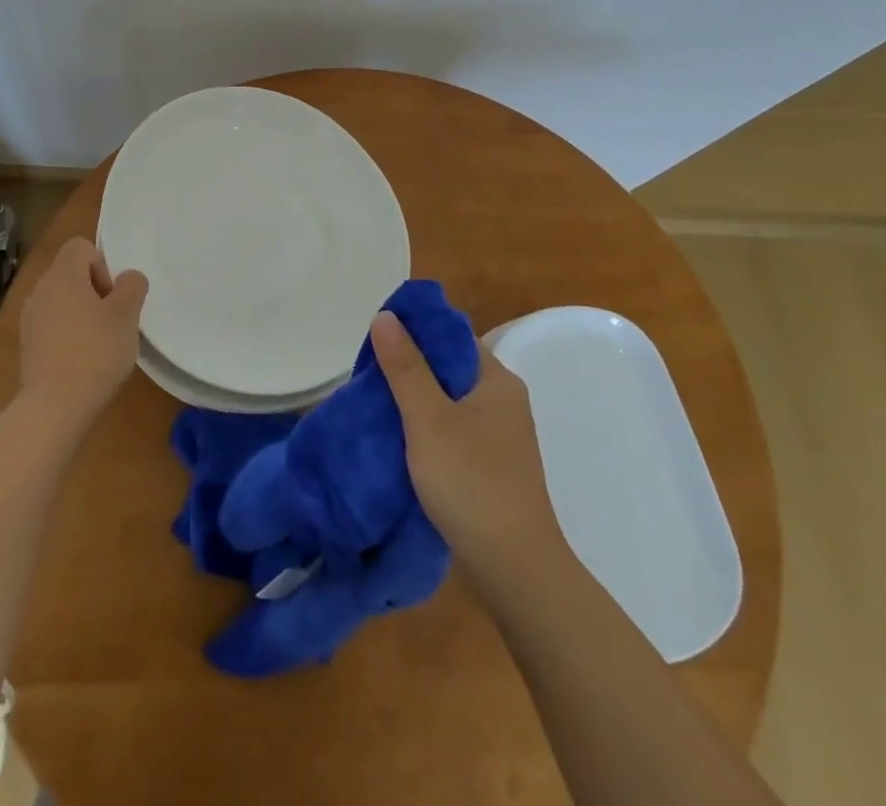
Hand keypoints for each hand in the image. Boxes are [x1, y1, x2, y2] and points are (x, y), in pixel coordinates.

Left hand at [18, 238, 148, 433]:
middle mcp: (40, 289)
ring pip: (62, 300)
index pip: (81, 246)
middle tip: (112, 321)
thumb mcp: (127, 315)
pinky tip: (83, 359)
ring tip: (100, 342)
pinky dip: (68, 333)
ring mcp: (30, 318)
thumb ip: (132, 286)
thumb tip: (128, 278)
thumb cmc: (95, 352)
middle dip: (95, 290)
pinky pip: (53, 324)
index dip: (102, 265)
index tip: (112, 297)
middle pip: (71, 273)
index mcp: (62, 275)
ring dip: (82, 313)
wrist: (54, 406)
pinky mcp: (27, 344)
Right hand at [372, 311, 561, 581]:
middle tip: (369, 375)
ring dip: (416, 400)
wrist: (516, 569)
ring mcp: (501, 435)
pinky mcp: (492, 465)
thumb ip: (406, 367)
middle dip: (410, 368)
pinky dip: (428, 428)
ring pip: (450, 401)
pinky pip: (454, 429)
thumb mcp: (428, 419)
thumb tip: (386, 316)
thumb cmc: (471, 483)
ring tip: (377, 405)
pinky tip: (402, 440)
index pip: (451, 336)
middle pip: (449, 368)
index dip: (415, 333)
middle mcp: (504, 400)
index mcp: (497, 380)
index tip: (377, 342)